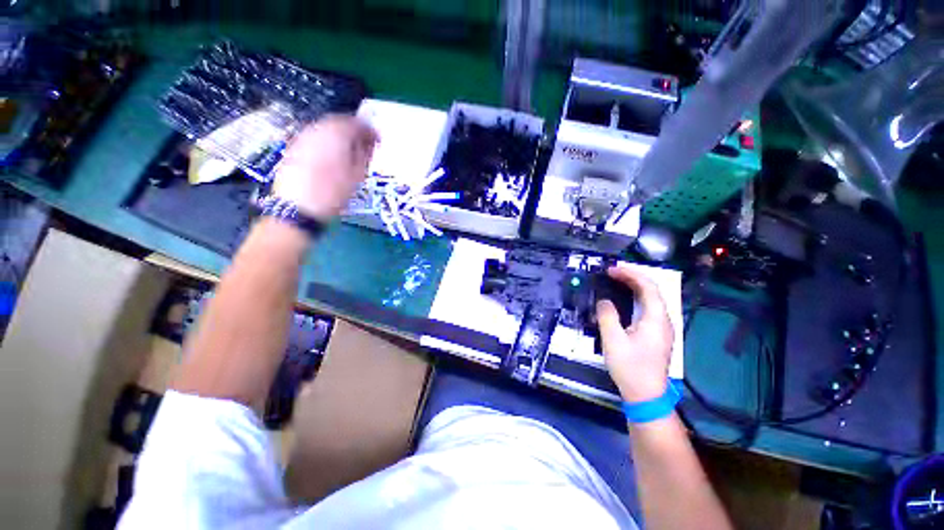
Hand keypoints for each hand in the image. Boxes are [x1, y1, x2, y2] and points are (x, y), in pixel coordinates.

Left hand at [272, 114, 377, 219]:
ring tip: (349, 152)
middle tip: (365, 145)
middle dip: (353, 131)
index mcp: (337, 134)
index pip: (357, 123)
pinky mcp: (294, 146)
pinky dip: (326, 143)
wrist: (297, 206)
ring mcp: (303, 136)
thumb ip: (364, 155)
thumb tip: (369, 143)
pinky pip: (315, 137)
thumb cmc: (333, 192)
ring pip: (325, 128)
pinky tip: (332, 157)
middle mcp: (318, 129)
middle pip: (339, 122)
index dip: (369, 130)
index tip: (377, 140)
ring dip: (339, 136)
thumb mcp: (357, 175)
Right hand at [596, 264, 673, 401]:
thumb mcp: (613, 340)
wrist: (646, 395)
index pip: (648, 287)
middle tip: (612, 272)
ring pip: (652, 299)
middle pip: (653, 291)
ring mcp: (662, 328)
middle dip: (633, 277)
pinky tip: (626, 299)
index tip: (611, 270)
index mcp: (656, 319)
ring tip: (618, 280)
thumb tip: (604, 301)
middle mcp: (663, 321)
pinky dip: (637, 298)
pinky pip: (649, 308)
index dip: (630, 274)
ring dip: (635, 286)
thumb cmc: (630, 367)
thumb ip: (607, 316)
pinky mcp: (657, 335)